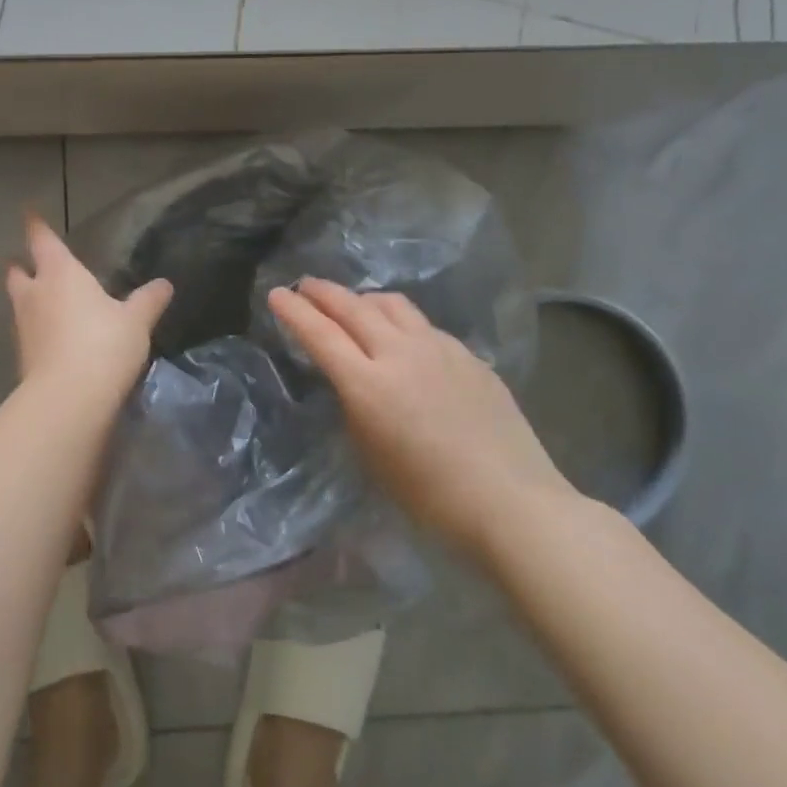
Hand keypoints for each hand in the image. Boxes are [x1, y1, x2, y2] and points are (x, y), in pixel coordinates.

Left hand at [7, 213, 171, 395]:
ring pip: (19, 304)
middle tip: (27, 264)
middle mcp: (35, 295)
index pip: (43, 241)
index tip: (29, 214)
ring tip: (45, 302)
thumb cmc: (103, 344)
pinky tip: (53, 338)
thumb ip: (148, 300)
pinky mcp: (23, 359)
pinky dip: (37, 330)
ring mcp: (24, 328)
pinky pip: (28, 334)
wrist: (69, 399)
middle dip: (21, 266)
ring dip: (28, 300)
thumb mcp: (136, 321)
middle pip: (17, 273)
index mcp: (61, 274)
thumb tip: (164, 284)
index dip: (36, 226)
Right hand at [267, 278, 572, 537]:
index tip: (276, 294)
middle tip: (305, 285)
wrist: (511, 501)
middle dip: (323, 292)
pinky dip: (401, 322)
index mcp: (368, 384)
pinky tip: (405, 339)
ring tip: (354, 304)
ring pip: (392, 305)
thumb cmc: (429, 496)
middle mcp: (401, 354)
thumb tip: (352, 380)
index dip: (294, 311)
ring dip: (364, 299)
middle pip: (353, 307)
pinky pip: (424, 326)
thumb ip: (355, 406)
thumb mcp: (371, 454)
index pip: (320, 333)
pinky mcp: (469, 356)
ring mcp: (440, 349)